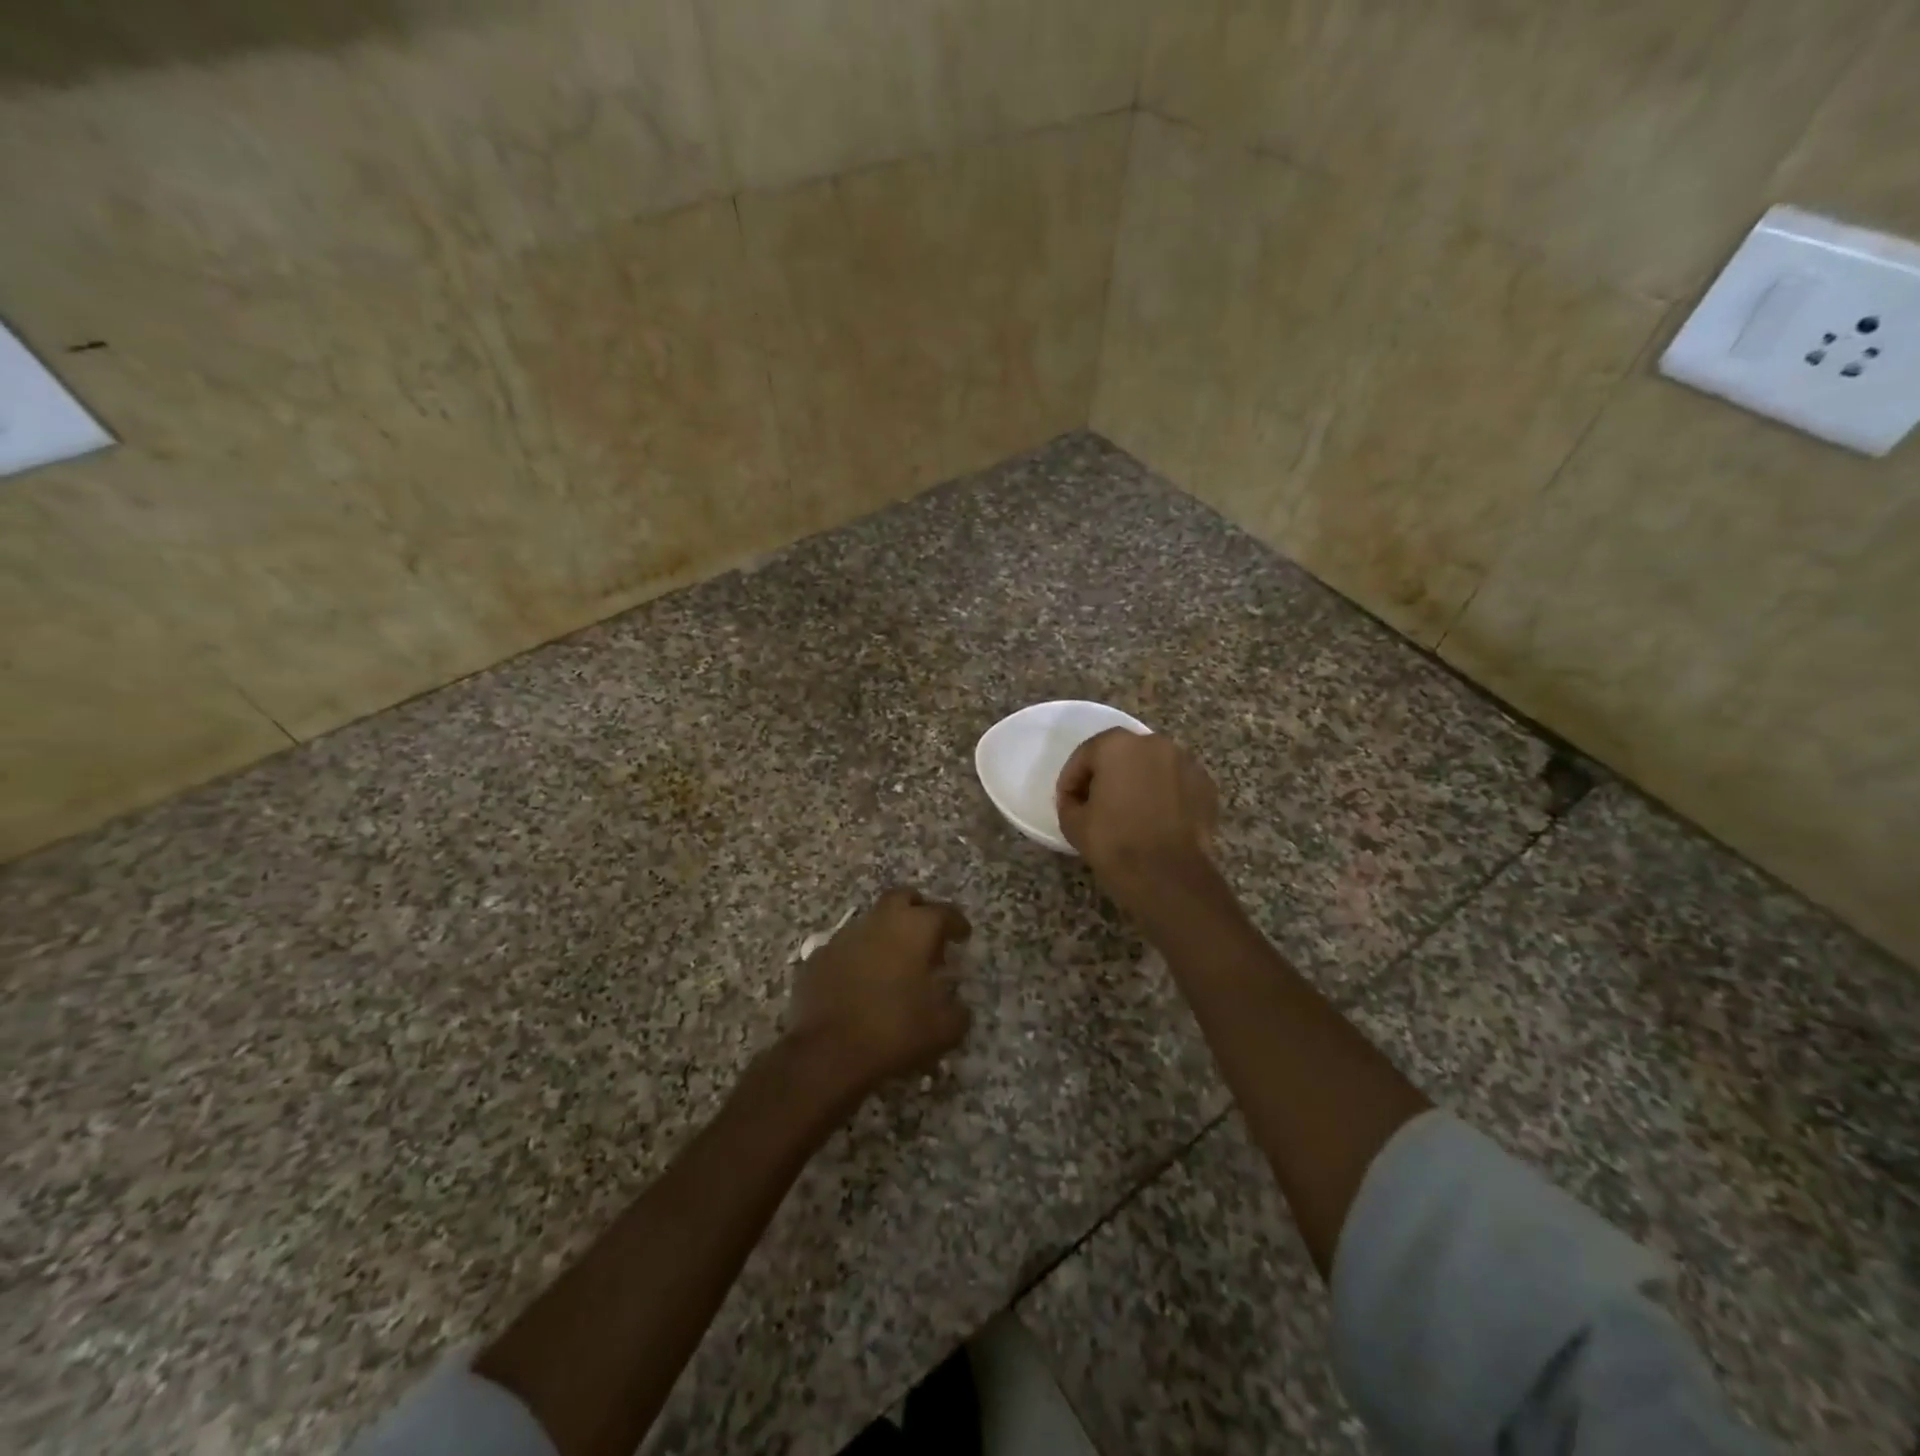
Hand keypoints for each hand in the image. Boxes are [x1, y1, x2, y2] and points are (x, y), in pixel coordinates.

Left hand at [787, 888, 971, 1098]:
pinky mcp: (818, 957)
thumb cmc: (894, 1032)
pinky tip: (863, 982)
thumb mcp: (944, 1030)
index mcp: (914, 929)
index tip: (963, 936)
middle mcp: (879, 922)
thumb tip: (958, 1004)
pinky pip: (846, 947)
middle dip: (918, 910)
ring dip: (887, 934)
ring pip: (872, 921)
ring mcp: (843, 937)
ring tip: (896, 965)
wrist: (827, 1054)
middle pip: (902, 898)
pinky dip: (859, 957)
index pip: (943, 912)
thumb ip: (958, 1010)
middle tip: (927, 937)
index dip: (957, 923)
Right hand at [1056, 729, 1218, 910]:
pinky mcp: (1206, 786)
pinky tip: (1155, 819)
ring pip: (1151, 766)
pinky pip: (1175, 783)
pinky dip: (1164, 794)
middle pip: (1121, 754)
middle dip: (1106, 775)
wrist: (1168, 876)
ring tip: (1129, 811)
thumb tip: (1077, 800)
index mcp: (1117, 745)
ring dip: (1137, 782)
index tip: (1067, 802)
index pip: (1085, 755)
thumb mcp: (1072, 823)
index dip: (1071, 780)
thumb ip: (1069, 801)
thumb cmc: (1114, 843)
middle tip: (1096, 804)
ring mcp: (1186, 762)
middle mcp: (1154, 743)